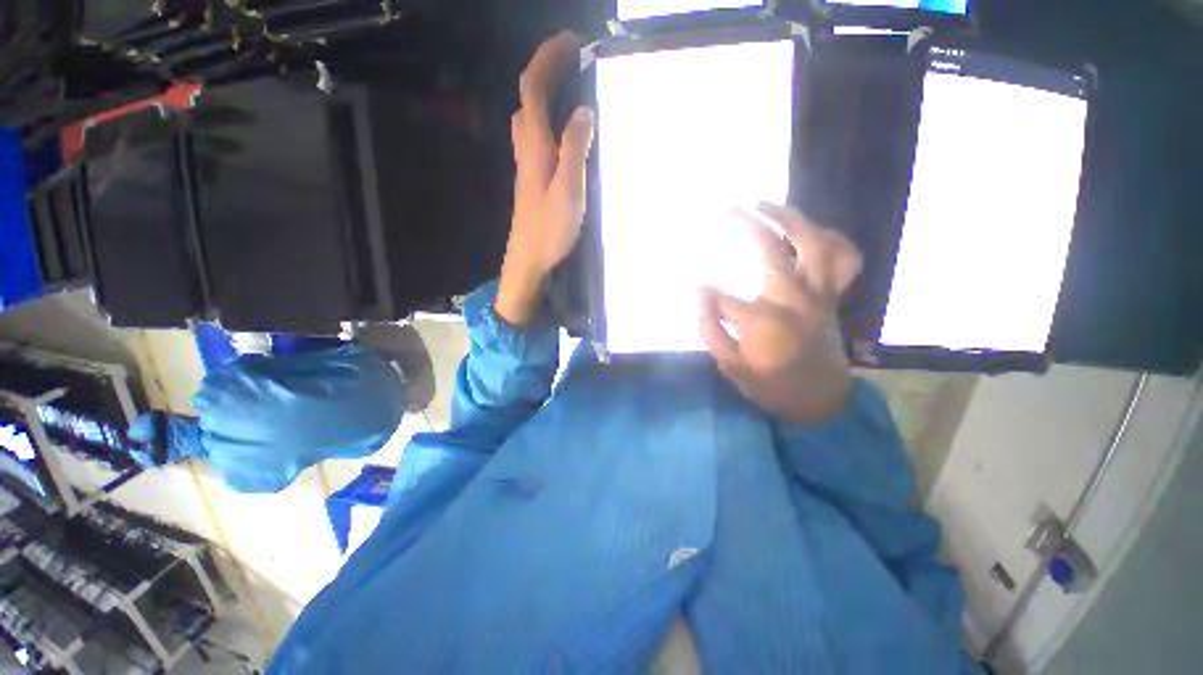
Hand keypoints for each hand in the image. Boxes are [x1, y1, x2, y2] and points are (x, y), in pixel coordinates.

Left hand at [496, 31, 595, 324]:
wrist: (528, 260)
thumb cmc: (549, 230)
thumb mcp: (569, 191)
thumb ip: (575, 149)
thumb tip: (583, 111)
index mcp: (535, 146)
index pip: (533, 88)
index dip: (548, 59)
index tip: (571, 42)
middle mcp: (526, 149)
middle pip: (529, 98)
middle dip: (547, 69)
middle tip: (572, 58)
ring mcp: (527, 165)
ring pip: (530, 116)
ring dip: (545, 91)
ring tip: (568, 83)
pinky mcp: (532, 179)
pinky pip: (536, 135)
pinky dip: (547, 116)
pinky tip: (561, 127)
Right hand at [699, 205, 862, 423]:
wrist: (820, 399)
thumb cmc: (771, 384)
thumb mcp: (731, 366)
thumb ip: (710, 328)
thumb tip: (698, 291)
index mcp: (764, 321)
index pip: (722, 296)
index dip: (704, 289)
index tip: (694, 284)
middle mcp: (794, 299)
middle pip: (770, 248)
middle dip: (744, 223)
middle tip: (726, 209)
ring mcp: (819, 293)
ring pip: (814, 241)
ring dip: (790, 217)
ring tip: (767, 205)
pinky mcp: (832, 295)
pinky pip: (844, 258)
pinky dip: (831, 239)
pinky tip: (811, 232)